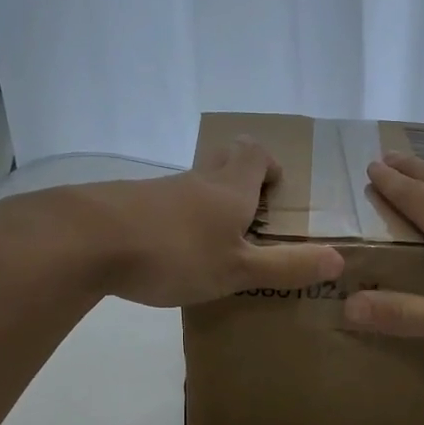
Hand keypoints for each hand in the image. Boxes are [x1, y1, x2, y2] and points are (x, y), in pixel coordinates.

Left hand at [27, 137, 343, 307]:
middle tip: (248, 214)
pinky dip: (173, 220)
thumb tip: (339, 260)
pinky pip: (160, 204)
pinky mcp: (124, 204)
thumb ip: (287, 267)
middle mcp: (196, 181)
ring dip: (206, 203)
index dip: (268, 165)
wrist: (84, 240)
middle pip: (223, 160)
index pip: (254, 154)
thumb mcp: (238, 270)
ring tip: (210, 243)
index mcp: (229, 189)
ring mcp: (157, 189)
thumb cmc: (174, 253)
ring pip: (191, 185)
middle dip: (239, 177)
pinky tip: (166, 253)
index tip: (273, 190)